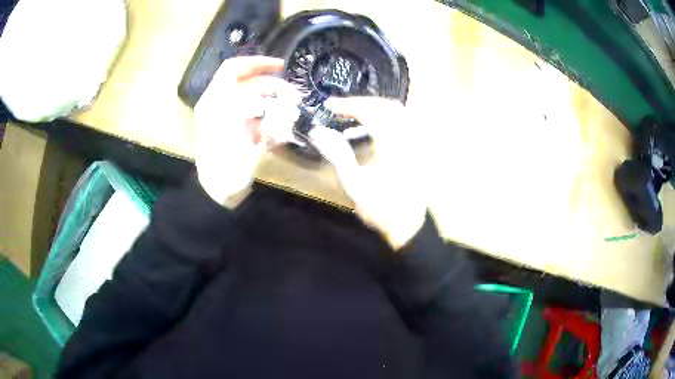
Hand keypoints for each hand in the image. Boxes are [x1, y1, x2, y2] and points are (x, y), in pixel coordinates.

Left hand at [193, 56, 300, 208]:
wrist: (216, 195)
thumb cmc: (225, 175)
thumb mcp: (245, 152)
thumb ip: (267, 130)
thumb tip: (288, 112)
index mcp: (215, 104)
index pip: (234, 69)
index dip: (257, 63)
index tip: (282, 67)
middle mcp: (219, 105)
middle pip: (250, 84)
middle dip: (274, 88)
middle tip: (296, 99)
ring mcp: (227, 117)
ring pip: (254, 99)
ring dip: (275, 104)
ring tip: (292, 115)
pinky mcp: (235, 128)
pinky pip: (255, 114)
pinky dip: (269, 119)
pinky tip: (280, 132)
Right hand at [309, 97, 427, 249]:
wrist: (409, 226)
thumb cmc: (380, 208)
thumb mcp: (354, 183)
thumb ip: (337, 153)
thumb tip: (319, 131)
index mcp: (392, 143)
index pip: (370, 111)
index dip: (349, 104)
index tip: (330, 106)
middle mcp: (408, 137)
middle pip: (387, 105)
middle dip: (362, 102)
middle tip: (341, 108)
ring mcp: (416, 142)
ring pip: (399, 111)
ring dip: (376, 107)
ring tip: (355, 113)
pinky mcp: (419, 149)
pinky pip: (405, 122)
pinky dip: (388, 116)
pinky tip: (376, 125)